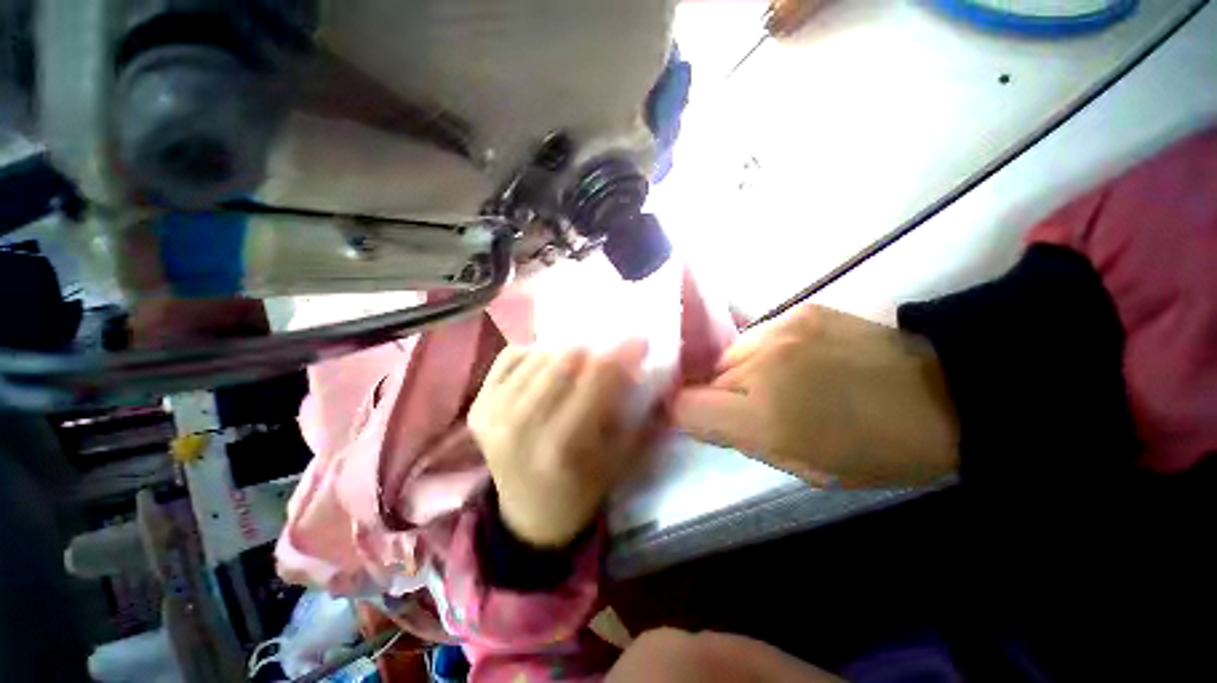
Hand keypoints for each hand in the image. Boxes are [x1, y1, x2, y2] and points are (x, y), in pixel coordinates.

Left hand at [469, 340, 651, 546]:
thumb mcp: (619, 459)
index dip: (621, 353)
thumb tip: (641, 366)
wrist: (529, 514)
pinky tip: (547, 371)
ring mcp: (492, 413)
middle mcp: (520, 425)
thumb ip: (633, 412)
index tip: (640, 342)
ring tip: (580, 367)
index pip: (595, 378)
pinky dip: (535, 355)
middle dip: (595, 352)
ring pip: (540, 354)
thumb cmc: (582, 489)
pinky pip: (512, 354)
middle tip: (609, 359)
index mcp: (560, 446)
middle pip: (565, 358)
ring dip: (567, 354)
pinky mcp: (477, 405)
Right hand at [673, 305, 958, 487]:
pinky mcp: (799, 311)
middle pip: (704, 378)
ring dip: (739, 373)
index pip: (685, 406)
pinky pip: (756, 337)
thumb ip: (741, 439)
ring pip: (728, 356)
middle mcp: (760, 366)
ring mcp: (780, 331)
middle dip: (717, 395)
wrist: (949, 393)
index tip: (701, 420)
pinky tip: (796, 360)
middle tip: (752, 408)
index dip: (685, 414)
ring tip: (777, 382)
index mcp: (763, 417)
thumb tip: (703, 416)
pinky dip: (762, 353)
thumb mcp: (803, 467)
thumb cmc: (877, 450)